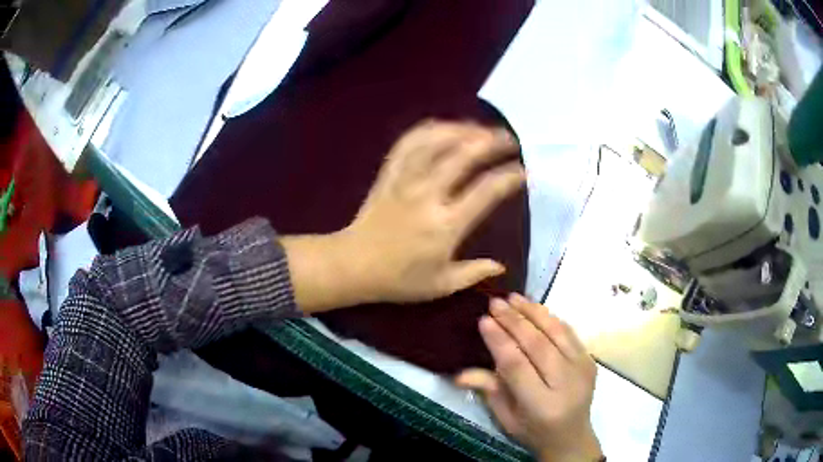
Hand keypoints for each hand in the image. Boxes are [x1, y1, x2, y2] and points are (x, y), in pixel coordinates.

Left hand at [283, 120, 524, 312]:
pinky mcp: (389, 175)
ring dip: (462, 130)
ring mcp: (406, 180)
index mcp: (446, 225)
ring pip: (436, 142)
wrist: (354, 265)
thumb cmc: (399, 279)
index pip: (485, 191)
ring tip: (481, 128)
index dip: (508, 177)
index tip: (522, 171)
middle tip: (508, 139)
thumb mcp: (441, 285)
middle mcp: (428, 195)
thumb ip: (473, 273)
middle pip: (463, 156)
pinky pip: (408, 144)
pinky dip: (427, 130)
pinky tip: (442, 126)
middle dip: (491, 142)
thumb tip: (501, 266)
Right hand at [456, 294, 601, 461]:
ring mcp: (582, 369)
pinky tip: (535, 308)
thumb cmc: (533, 431)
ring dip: (533, 312)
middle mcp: (565, 384)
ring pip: (556, 333)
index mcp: (541, 405)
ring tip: (514, 297)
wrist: (572, 436)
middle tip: (495, 302)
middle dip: (514, 320)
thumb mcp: (506, 418)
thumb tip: (458, 373)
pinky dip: (551, 318)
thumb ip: (488, 391)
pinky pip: (569, 333)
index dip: (499, 341)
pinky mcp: (590, 360)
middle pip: (538, 345)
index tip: (483, 320)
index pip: (517, 366)